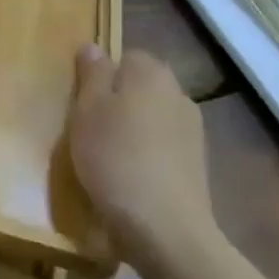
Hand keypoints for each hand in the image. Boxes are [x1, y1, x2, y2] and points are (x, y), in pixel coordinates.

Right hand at [68, 45, 213, 261]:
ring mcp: (193, 132)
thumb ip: (92, 74)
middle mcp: (178, 95)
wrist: (166, 230)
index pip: (124, 56)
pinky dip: (146, 155)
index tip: (81, 100)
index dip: (101, 75)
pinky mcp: (197, 166)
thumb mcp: (87, 109)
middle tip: (88, 126)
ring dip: (132, 129)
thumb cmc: (116, 158)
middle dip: (117, 101)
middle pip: (140, 87)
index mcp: (152, 73)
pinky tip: (128, 176)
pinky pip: (162, 147)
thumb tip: (94, 47)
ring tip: (105, 155)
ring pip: (151, 117)